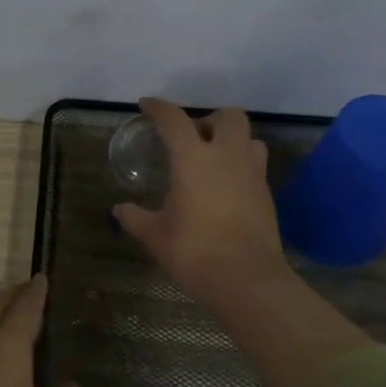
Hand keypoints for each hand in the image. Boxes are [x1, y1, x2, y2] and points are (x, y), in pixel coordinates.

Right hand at [114, 98, 289, 309]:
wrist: (246, 280)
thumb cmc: (194, 252)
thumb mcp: (156, 235)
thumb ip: (136, 218)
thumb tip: (119, 210)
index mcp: (193, 159)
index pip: (174, 120)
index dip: (159, 108)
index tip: (147, 105)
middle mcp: (227, 157)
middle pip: (228, 116)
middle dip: (210, 119)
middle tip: (192, 138)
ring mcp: (252, 174)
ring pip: (249, 138)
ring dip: (231, 140)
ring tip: (213, 160)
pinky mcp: (267, 195)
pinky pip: (255, 166)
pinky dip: (240, 166)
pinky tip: (224, 188)